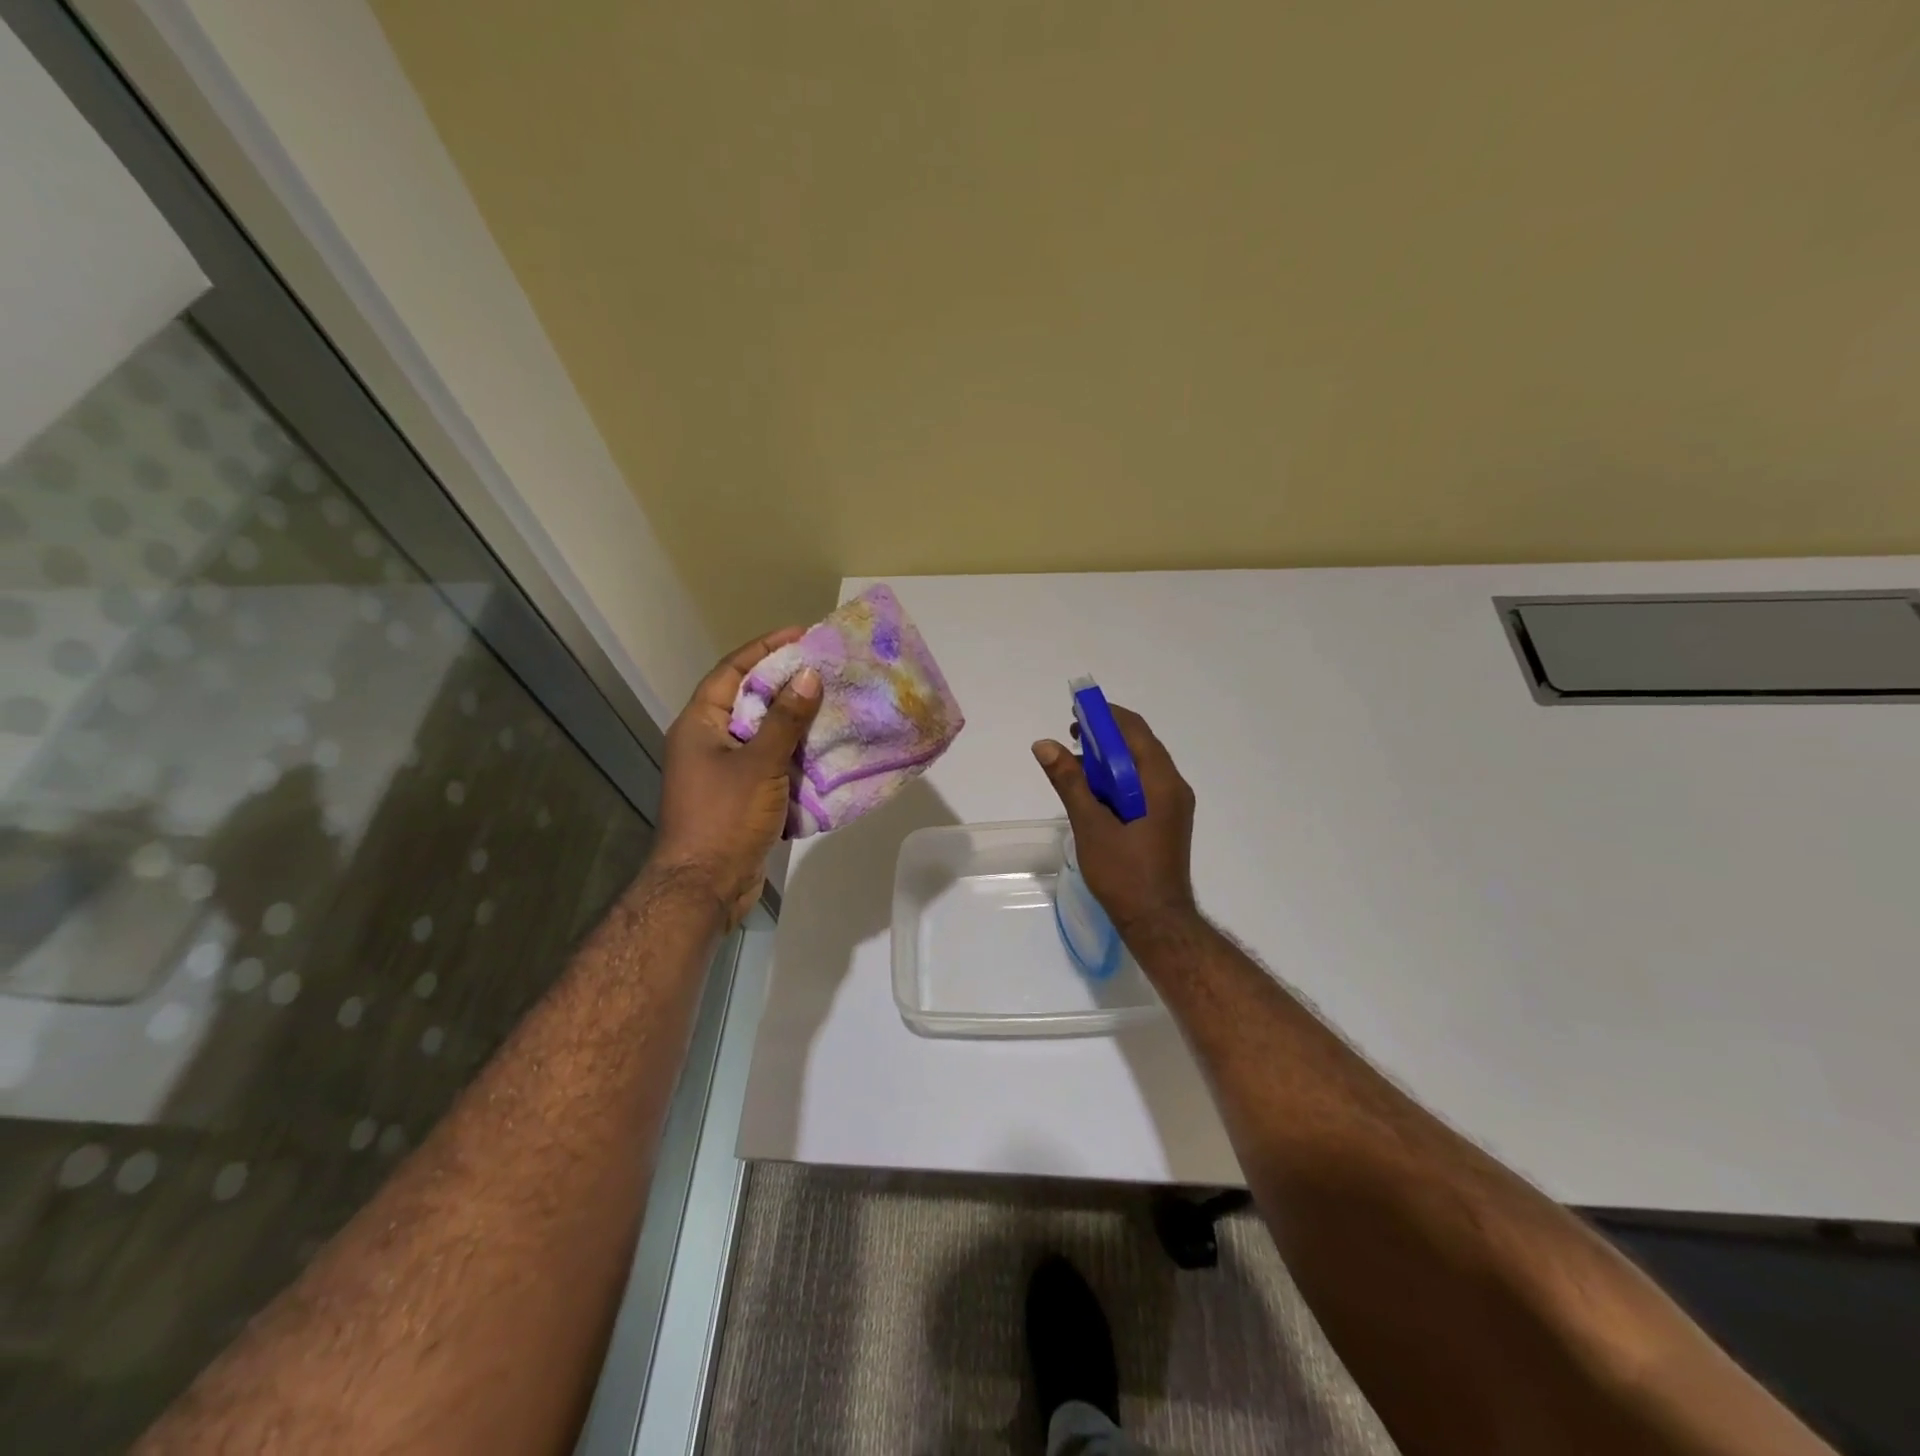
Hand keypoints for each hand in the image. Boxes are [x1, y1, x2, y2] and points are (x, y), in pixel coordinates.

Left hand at [652, 628, 821, 925]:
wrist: (704, 887)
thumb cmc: (724, 818)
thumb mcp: (760, 764)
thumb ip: (784, 719)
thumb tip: (808, 675)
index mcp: (700, 724)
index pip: (732, 671)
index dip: (766, 649)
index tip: (802, 635)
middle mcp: (708, 741)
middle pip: (749, 699)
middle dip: (787, 683)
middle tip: (825, 668)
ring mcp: (723, 770)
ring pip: (763, 733)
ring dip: (795, 721)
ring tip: (833, 703)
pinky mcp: (740, 796)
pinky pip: (770, 763)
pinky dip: (795, 755)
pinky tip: (825, 750)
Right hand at [1032, 703, 1198, 939]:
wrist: (1157, 921)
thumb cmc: (1124, 873)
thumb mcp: (1091, 825)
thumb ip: (1069, 782)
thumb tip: (1045, 744)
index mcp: (1161, 782)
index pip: (1135, 731)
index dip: (1106, 716)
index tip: (1076, 715)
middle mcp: (1174, 787)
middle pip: (1140, 745)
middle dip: (1106, 736)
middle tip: (1072, 737)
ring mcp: (1173, 805)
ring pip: (1140, 767)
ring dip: (1110, 759)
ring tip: (1076, 765)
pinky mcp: (1166, 820)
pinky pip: (1143, 786)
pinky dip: (1118, 779)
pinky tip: (1094, 791)